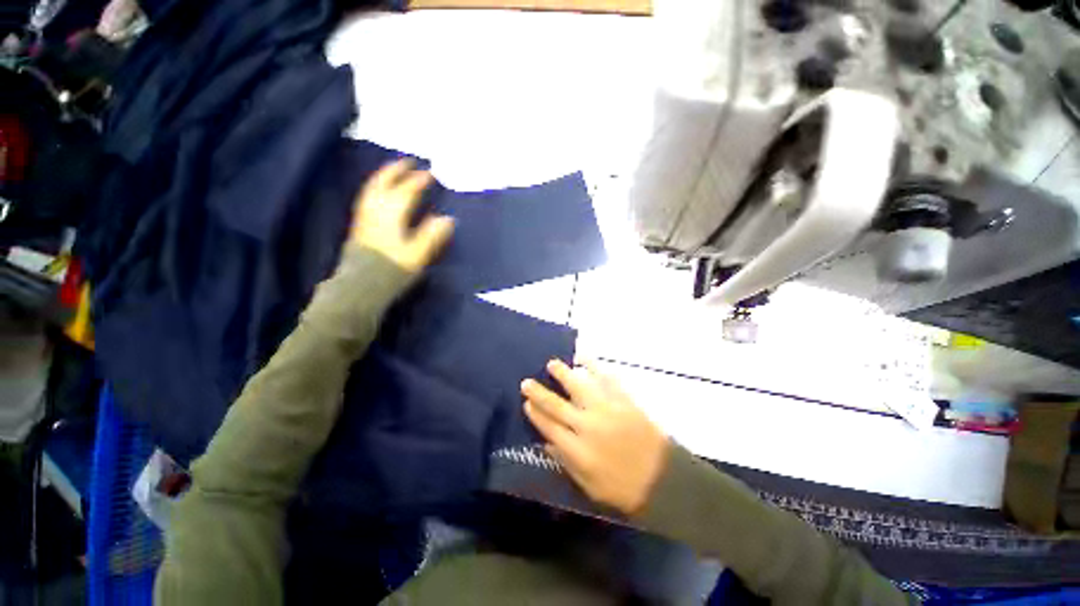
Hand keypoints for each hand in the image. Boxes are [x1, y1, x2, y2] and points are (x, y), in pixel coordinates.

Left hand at [349, 159, 454, 273]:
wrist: (361, 284)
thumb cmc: (393, 269)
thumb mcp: (418, 254)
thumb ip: (432, 235)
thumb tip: (448, 219)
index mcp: (392, 213)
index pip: (407, 190)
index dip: (419, 181)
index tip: (431, 174)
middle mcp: (376, 209)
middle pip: (384, 182)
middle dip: (397, 170)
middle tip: (410, 161)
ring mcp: (365, 215)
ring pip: (373, 187)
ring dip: (384, 175)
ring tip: (395, 171)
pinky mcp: (360, 224)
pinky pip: (367, 196)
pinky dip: (375, 187)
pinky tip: (380, 191)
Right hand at [521, 359, 669, 515]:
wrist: (662, 480)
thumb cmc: (623, 488)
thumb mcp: (589, 486)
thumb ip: (565, 462)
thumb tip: (546, 443)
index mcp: (578, 450)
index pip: (549, 427)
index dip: (535, 414)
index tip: (526, 403)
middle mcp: (588, 426)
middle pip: (557, 405)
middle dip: (540, 393)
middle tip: (527, 381)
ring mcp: (606, 410)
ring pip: (579, 387)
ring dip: (563, 374)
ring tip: (552, 364)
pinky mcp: (623, 401)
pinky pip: (606, 379)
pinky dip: (594, 367)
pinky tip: (584, 358)